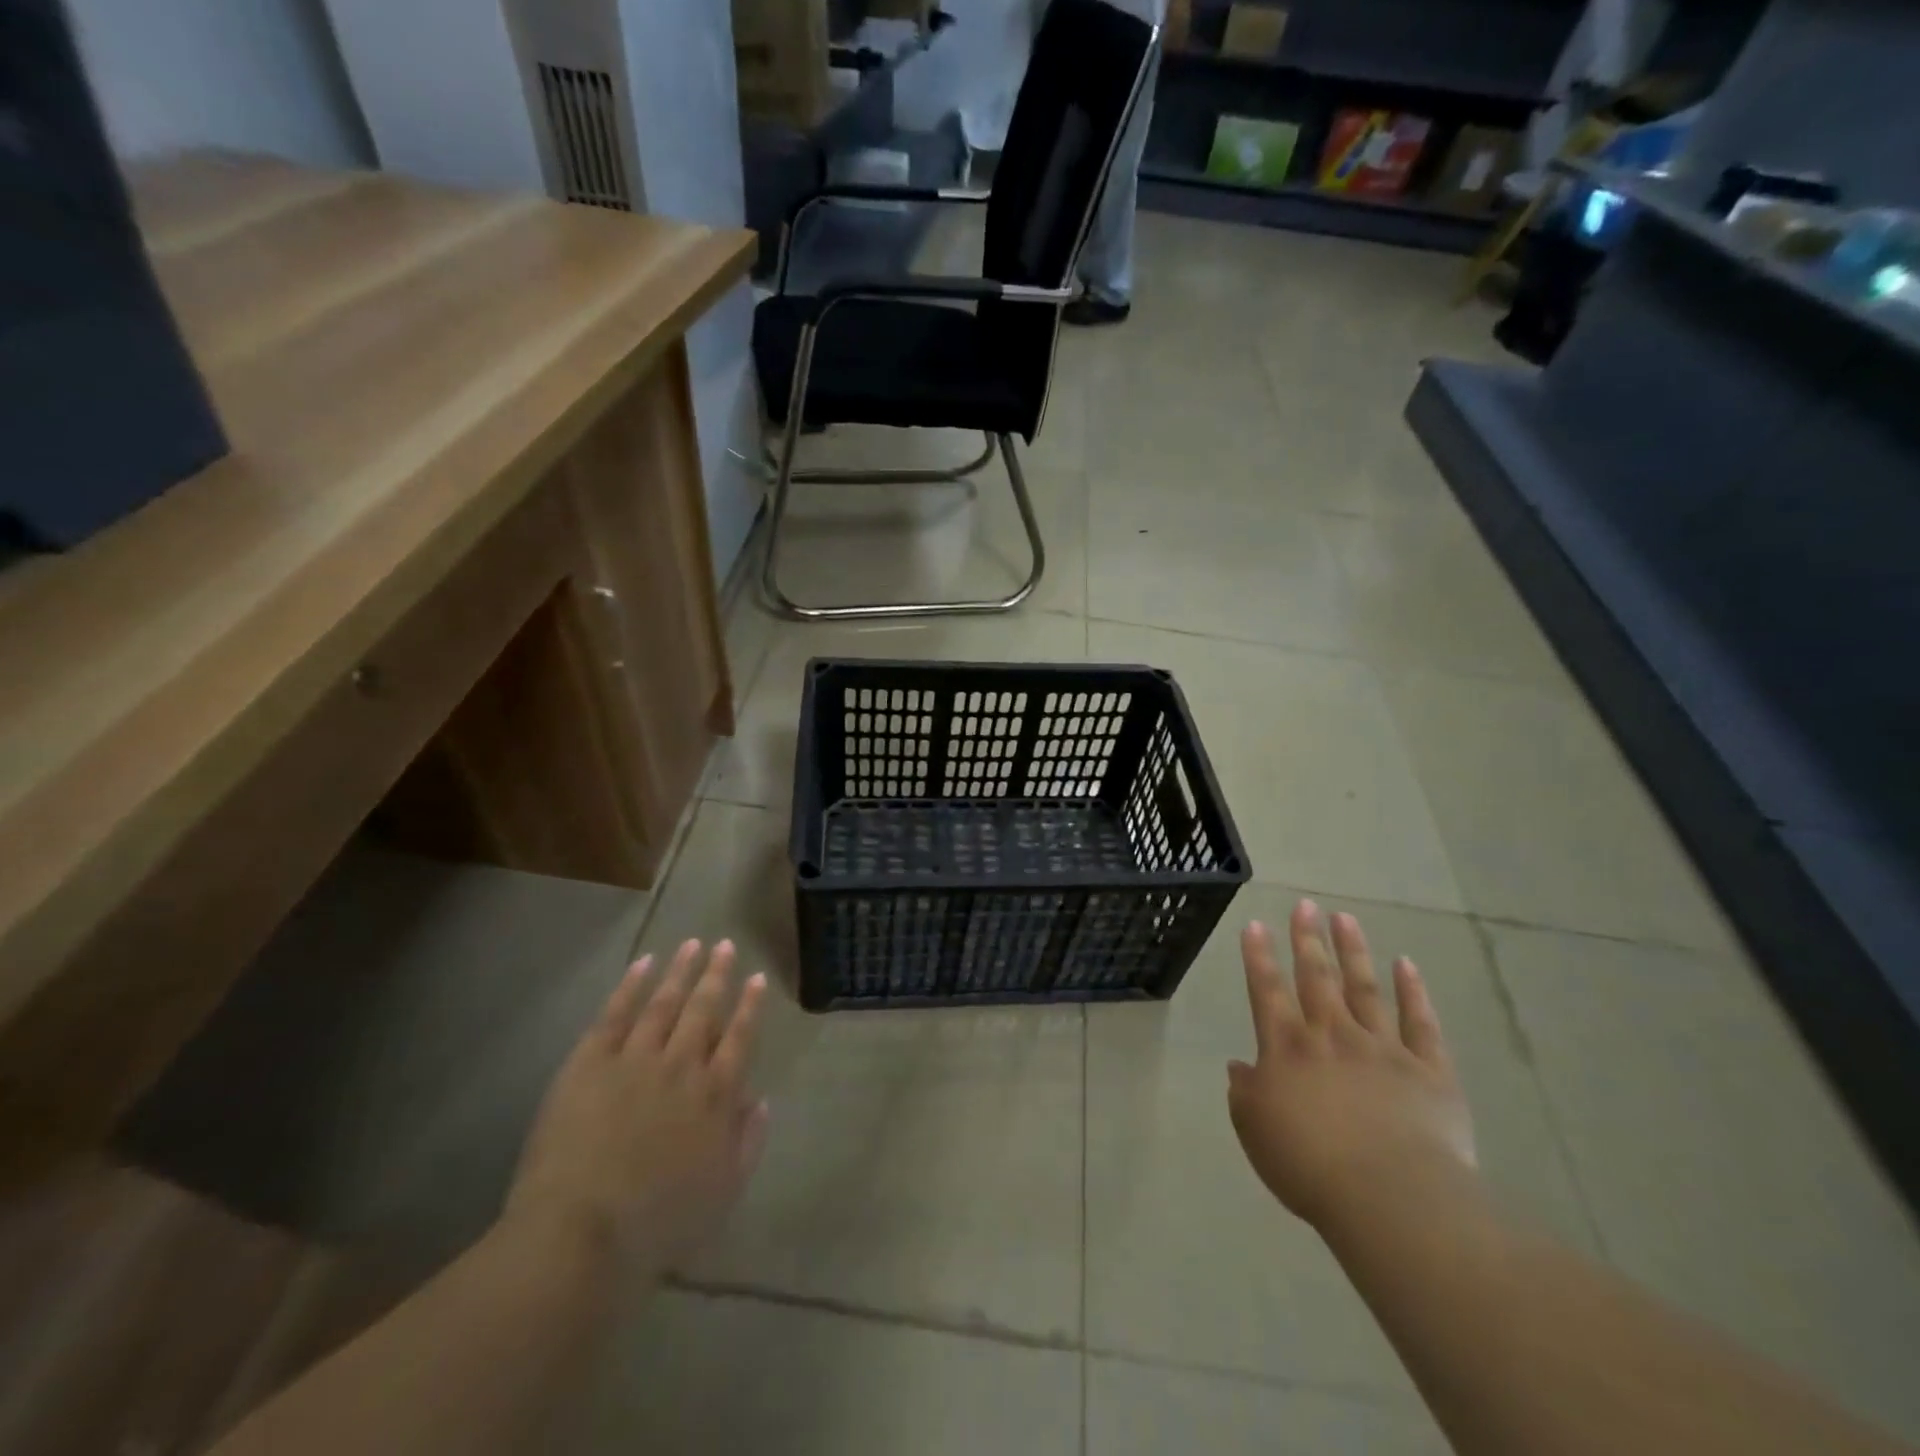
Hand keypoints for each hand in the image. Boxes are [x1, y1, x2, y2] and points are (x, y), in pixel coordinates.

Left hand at [503, 940, 769, 1281]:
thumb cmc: (658, 1223)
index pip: (739, 1038)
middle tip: (726, 945)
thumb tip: (760, 1098)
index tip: (756, 978)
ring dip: (680, 971)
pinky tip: (643, 963)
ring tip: (692, 944)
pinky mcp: (590, 1062)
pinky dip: (631, 985)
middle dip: (717, 975)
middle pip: (704, 1010)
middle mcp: (681, 1065)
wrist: (580, 1232)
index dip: (749, 1006)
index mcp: (715, 1095)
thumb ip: (747, 1141)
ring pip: (664, 1003)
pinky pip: (615, 1014)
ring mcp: (634, 1059)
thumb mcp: (723, 1191)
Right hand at [1227, 901, 1476, 1233]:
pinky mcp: (1430, 1071)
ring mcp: (1383, 1049)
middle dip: (1307, 939)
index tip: (1256, 924)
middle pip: (1316, 977)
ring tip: (1344, 918)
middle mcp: (1332, 1036)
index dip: (1259, 957)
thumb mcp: (1255, 1130)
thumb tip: (1241, 1066)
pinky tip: (1406, 965)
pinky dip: (1413, 992)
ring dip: (1353, 951)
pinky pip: (1420, 1023)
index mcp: (1287, 1049)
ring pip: (1365, 988)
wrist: (1391, 1197)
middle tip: (1305, 904)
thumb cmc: (1309, 1165)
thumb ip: (1246, 1092)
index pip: (1267, 991)